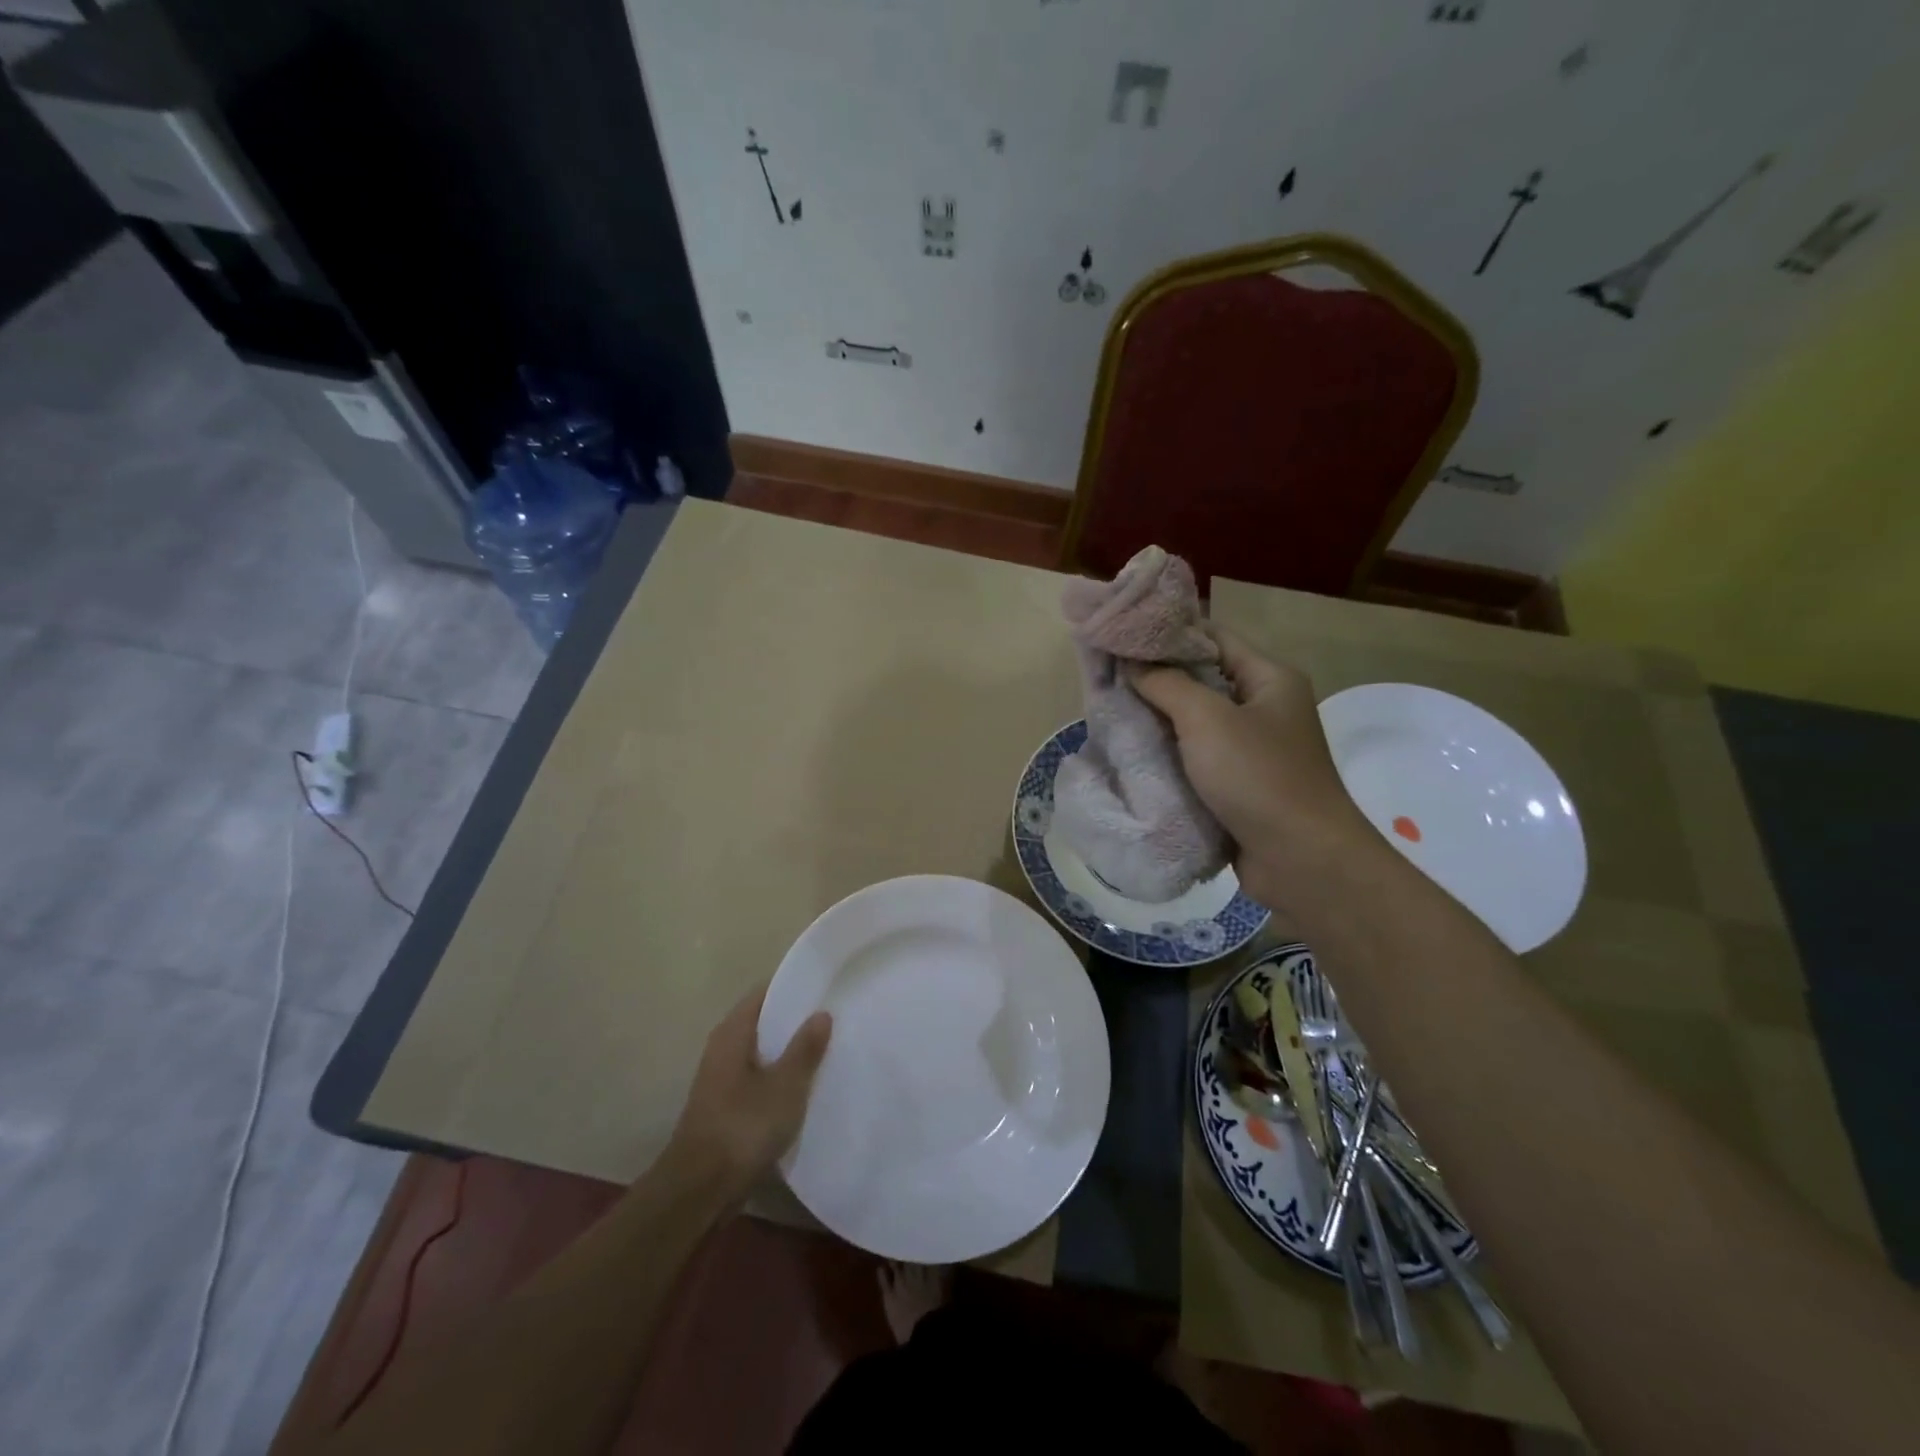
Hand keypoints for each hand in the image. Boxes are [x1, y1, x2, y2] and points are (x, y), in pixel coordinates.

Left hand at [668, 983, 831, 1193]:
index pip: (765, 993)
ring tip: (828, 1049)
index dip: (794, 987)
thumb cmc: (742, 1127)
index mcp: (733, 1032)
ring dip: (789, 1052)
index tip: (825, 987)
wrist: (699, 1191)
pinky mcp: (726, 1107)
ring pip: (762, 1053)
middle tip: (835, 1018)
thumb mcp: (785, 1086)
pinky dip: (780, 1078)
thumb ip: (805, 1048)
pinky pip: (759, 1079)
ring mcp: (722, 1079)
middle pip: (764, 1022)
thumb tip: (821, 1013)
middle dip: (796, 1021)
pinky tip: (806, 1087)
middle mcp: (723, 1048)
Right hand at [1133, 630, 1373, 906]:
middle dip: (1156, 679)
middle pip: (1202, 679)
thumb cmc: (1258, 777)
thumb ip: (1166, 684)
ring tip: (1111, 712)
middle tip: (1107, 676)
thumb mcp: (1207, 719)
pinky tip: (1133, 752)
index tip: (1120, 636)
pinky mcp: (1239, 784)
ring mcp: (1253, 748)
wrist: (1301, 860)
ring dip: (1158, 719)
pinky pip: (1198, 757)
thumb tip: (1131, 663)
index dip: (1166, 634)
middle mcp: (1264, 707)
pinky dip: (1169, 754)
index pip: (1212, 637)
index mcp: (1269, 678)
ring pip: (1196, 722)